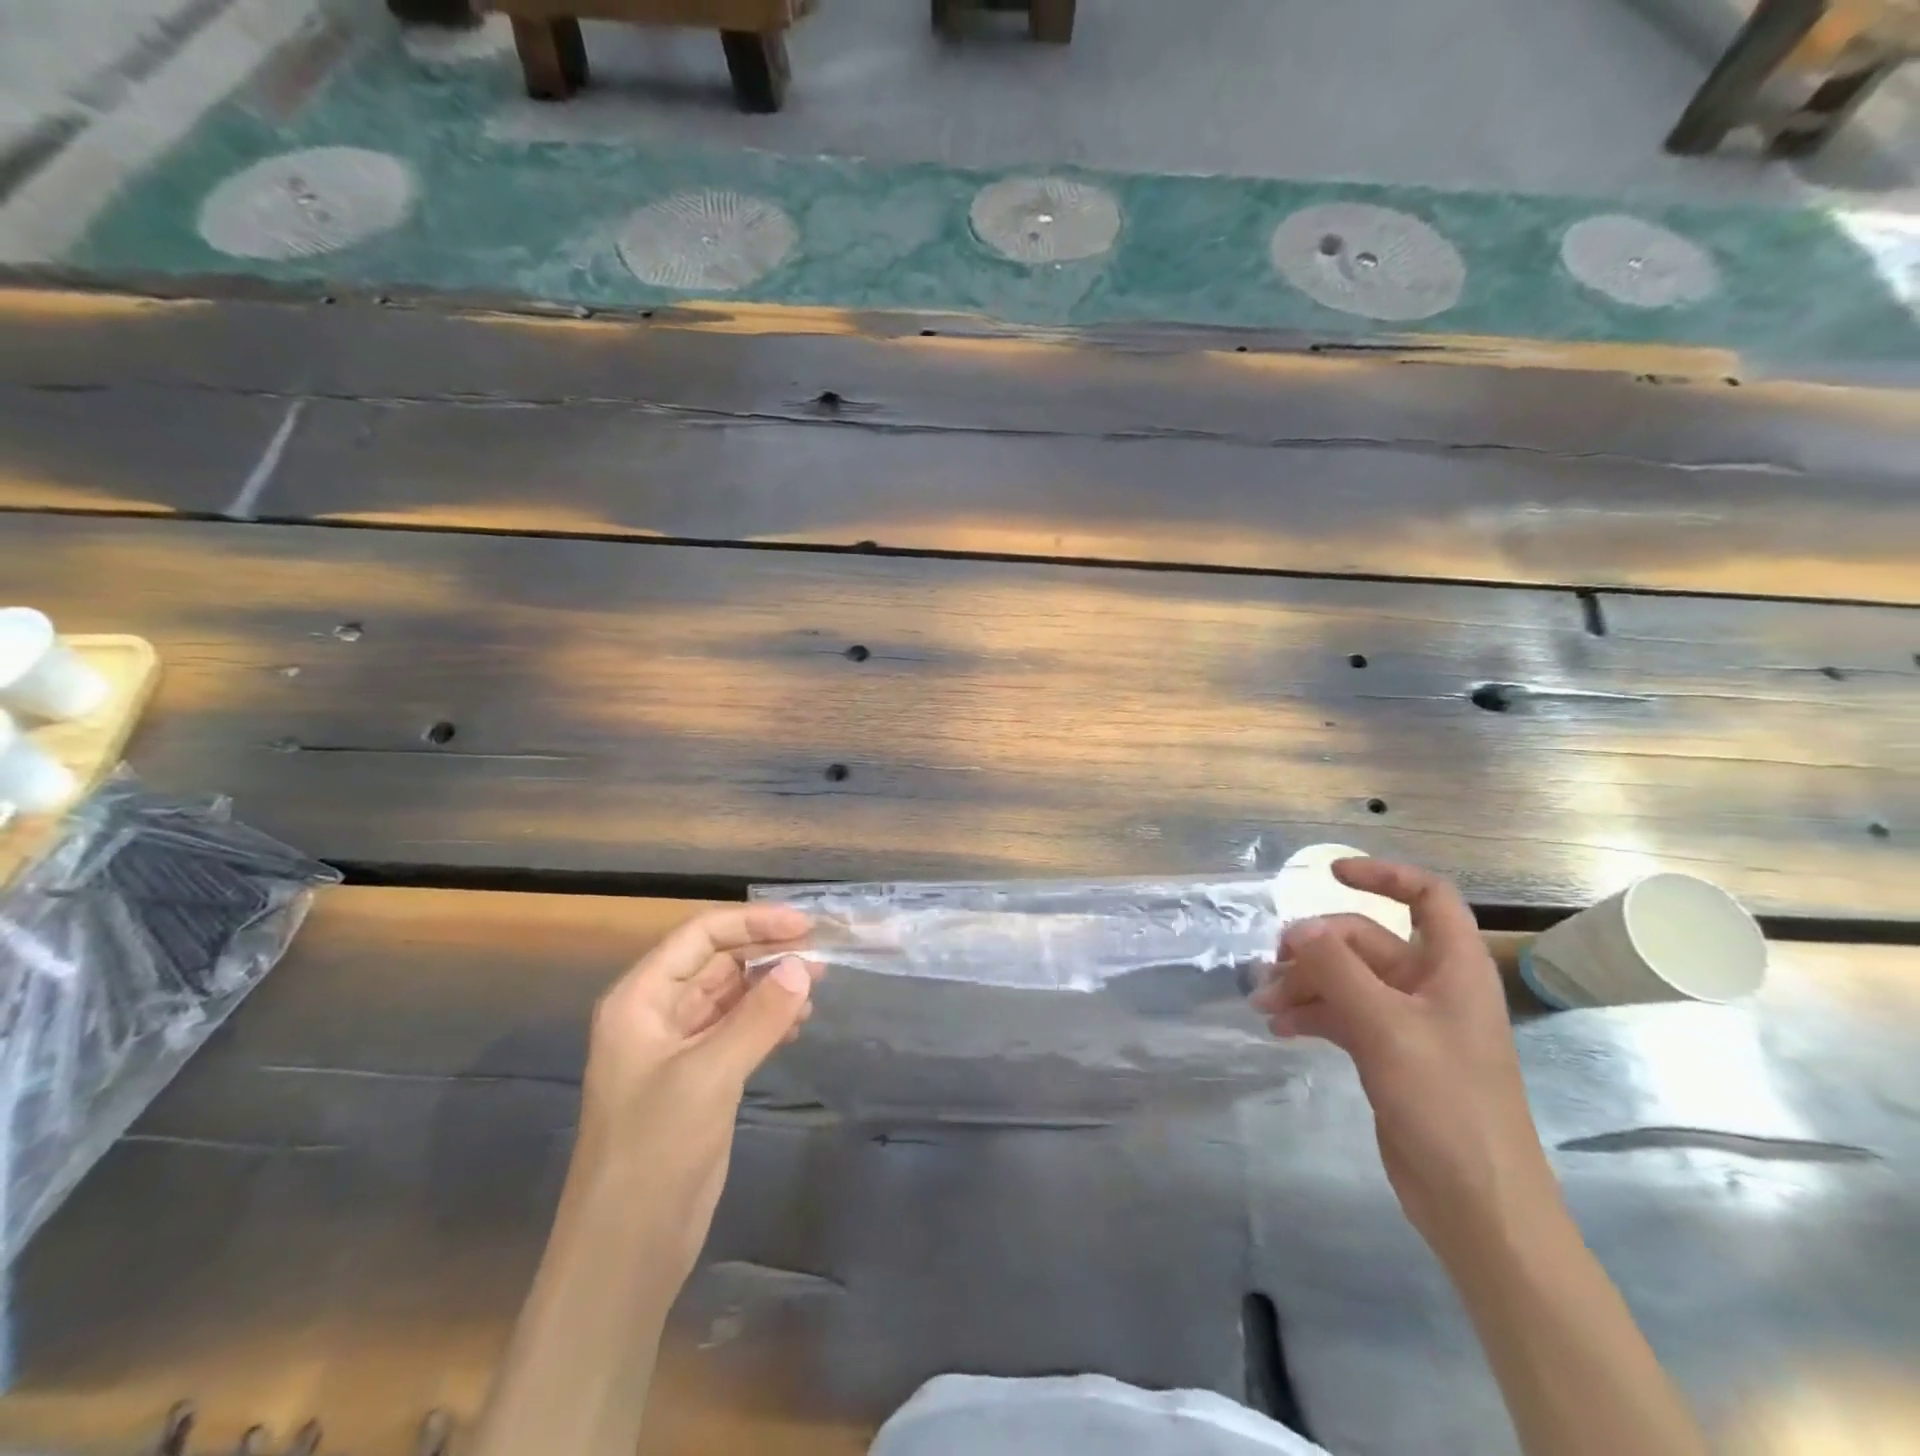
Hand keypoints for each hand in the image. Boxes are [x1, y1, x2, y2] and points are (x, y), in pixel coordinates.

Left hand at [571, 903, 816, 1284]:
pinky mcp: (699, 1079)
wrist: (626, 1250)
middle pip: (717, 963)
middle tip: (821, 957)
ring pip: (731, 996)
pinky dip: (768, 1021)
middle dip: (767, 954)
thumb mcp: (710, 1075)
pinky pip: (738, 1030)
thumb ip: (759, 1016)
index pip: (700, 936)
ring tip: (817, 988)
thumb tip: (803, 967)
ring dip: (771, 987)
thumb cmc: (655, 1150)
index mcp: (640, 999)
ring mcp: (678, 1048)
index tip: (805, 926)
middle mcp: (657, 1014)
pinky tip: (798, 1025)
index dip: (752, 923)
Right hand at [1251, 859, 1561, 1262]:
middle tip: (1271, 968)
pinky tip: (1279, 1028)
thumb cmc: (1446, 1103)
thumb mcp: (1386, 1027)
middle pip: (1366, 942)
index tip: (1330, 874)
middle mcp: (1431, 986)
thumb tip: (1297, 927)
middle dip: (1316, 949)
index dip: (1383, 875)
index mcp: (1453, 968)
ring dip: (1305, 984)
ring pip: (1347, 979)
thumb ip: (1338, 969)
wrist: (1477, 1204)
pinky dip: (1312, 1014)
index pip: (1427, 897)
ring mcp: (1409, 1022)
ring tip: (1263, 1004)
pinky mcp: (1389, 1053)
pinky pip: (1342, 1014)